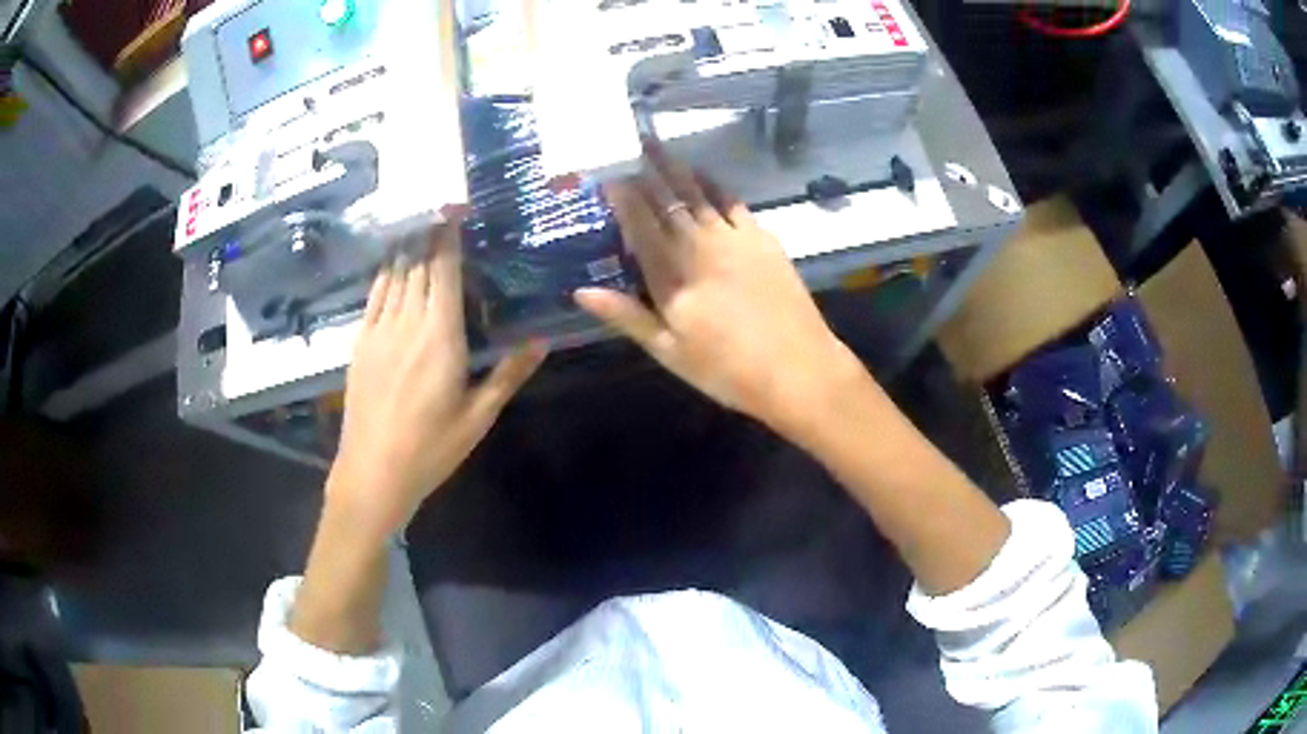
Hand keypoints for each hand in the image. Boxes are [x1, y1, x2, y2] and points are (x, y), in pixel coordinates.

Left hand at [329, 219, 546, 536]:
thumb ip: (508, 373)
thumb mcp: (478, 416)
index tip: (454, 211)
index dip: (448, 237)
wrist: (373, 471)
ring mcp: (379, 331)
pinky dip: (383, 274)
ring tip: (416, 226)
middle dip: (428, 234)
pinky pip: (373, 297)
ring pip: (393, 276)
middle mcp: (407, 323)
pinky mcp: (360, 344)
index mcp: (440, 336)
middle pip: (417, 265)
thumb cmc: (431, 448)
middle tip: (438, 208)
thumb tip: (542, 340)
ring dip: (406, 248)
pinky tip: (389, 265)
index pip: (444, 272)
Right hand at [574, 145, 860, 433]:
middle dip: (647, 170)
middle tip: (630, 142)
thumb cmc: (727, 370)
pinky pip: (733, 202)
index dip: (622, 196)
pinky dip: (715, 186)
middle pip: (667, 200)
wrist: (798, 369)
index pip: (639, 224)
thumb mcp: (669, 352)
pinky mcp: (763, 240)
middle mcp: (698, 246)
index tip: (608, 172)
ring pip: (698, 194)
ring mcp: (734, 239)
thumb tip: (581, 291)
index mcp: (671, 275)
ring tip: (659, 148)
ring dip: (676, 170)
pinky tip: (705, 175)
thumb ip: (626, 316)